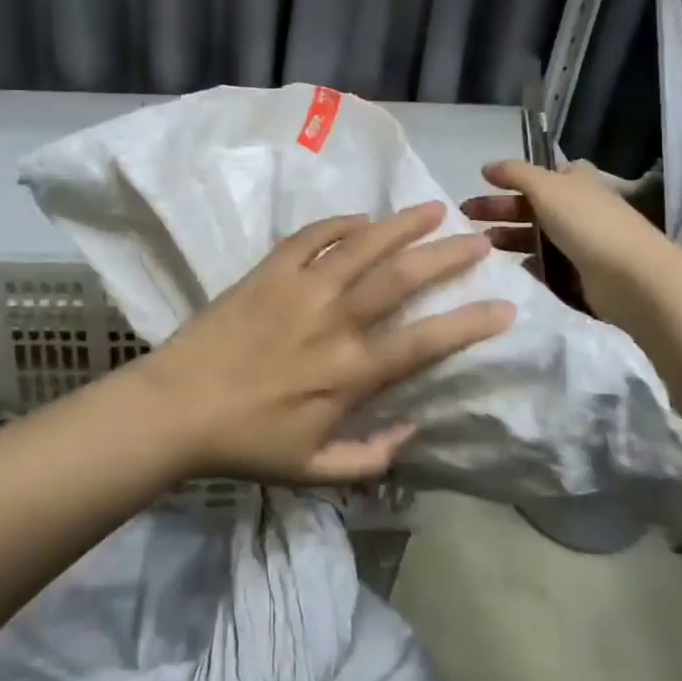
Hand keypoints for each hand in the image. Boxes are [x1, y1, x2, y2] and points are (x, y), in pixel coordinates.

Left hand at [132, 202, 514, 485]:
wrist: (177, 407)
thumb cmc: (246, 442)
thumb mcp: (314, 471)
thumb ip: (371, 457)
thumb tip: (415, 428)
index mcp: (349, 372)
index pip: (424, 342)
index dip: (468, 323)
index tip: (504, 306)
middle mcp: (333, 321)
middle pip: (400, 279)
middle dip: (446, 257)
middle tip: (479, 239)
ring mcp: (300, 289)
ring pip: (361, 246)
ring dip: (401, 225)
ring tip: (434, 209)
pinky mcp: (268, 271)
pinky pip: (311, 236)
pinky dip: (339, 223)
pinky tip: (361, 217)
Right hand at [461, 159, 681, 315]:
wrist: (632, 279)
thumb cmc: (588, 223)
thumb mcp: (546, 186)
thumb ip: (514, 173)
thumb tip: (486, 166)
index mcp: (576, 181)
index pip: (542, 173)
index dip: (513, 178)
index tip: (483, 185)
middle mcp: (579, 208)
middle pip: (531, 206)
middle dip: (499, 211)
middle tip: (466, 221)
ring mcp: (581, 243)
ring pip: (535, 237)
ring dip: (507, 240)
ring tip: (480, 248)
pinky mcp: (580, 275)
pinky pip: (544, 266)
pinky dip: (524, 266)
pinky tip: (505, 270)